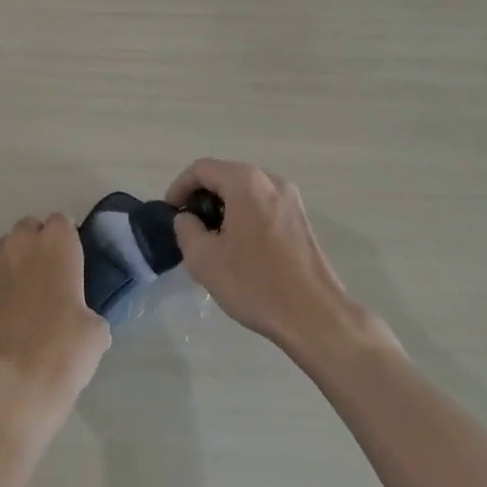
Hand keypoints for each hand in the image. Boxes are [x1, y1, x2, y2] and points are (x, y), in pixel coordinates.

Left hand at [0, 213, 110, 442]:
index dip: (67, 240)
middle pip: (28, 227)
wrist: (16, 385)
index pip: (62, 221)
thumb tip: (84, 320)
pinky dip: (0, 288)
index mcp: (57, 244)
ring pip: (5, 248)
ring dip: (16, 261)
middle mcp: (23, 245)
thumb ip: (88, 311)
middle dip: (38, 243)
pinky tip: (9, 314)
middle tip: (51, 275)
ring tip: (27, 292)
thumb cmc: (65, 349)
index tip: (74, 262)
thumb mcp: (96, 331)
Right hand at [167, 159, 369, 358]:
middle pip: (225, 176)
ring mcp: (291, 199)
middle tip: (190, 229)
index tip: (170, 213)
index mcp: (246, 182)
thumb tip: (187, 218)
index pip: (202, 169)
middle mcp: (270, 180)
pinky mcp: (302, 219)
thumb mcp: (205, 260)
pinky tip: (241, 250)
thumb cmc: (256, 284)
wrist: (316, 317)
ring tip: (213, 242)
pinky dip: (245, 217)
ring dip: (224, 209)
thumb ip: (186, 230)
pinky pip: (263, 206)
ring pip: (245, 192)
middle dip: (202, 198)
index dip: (179, 187)